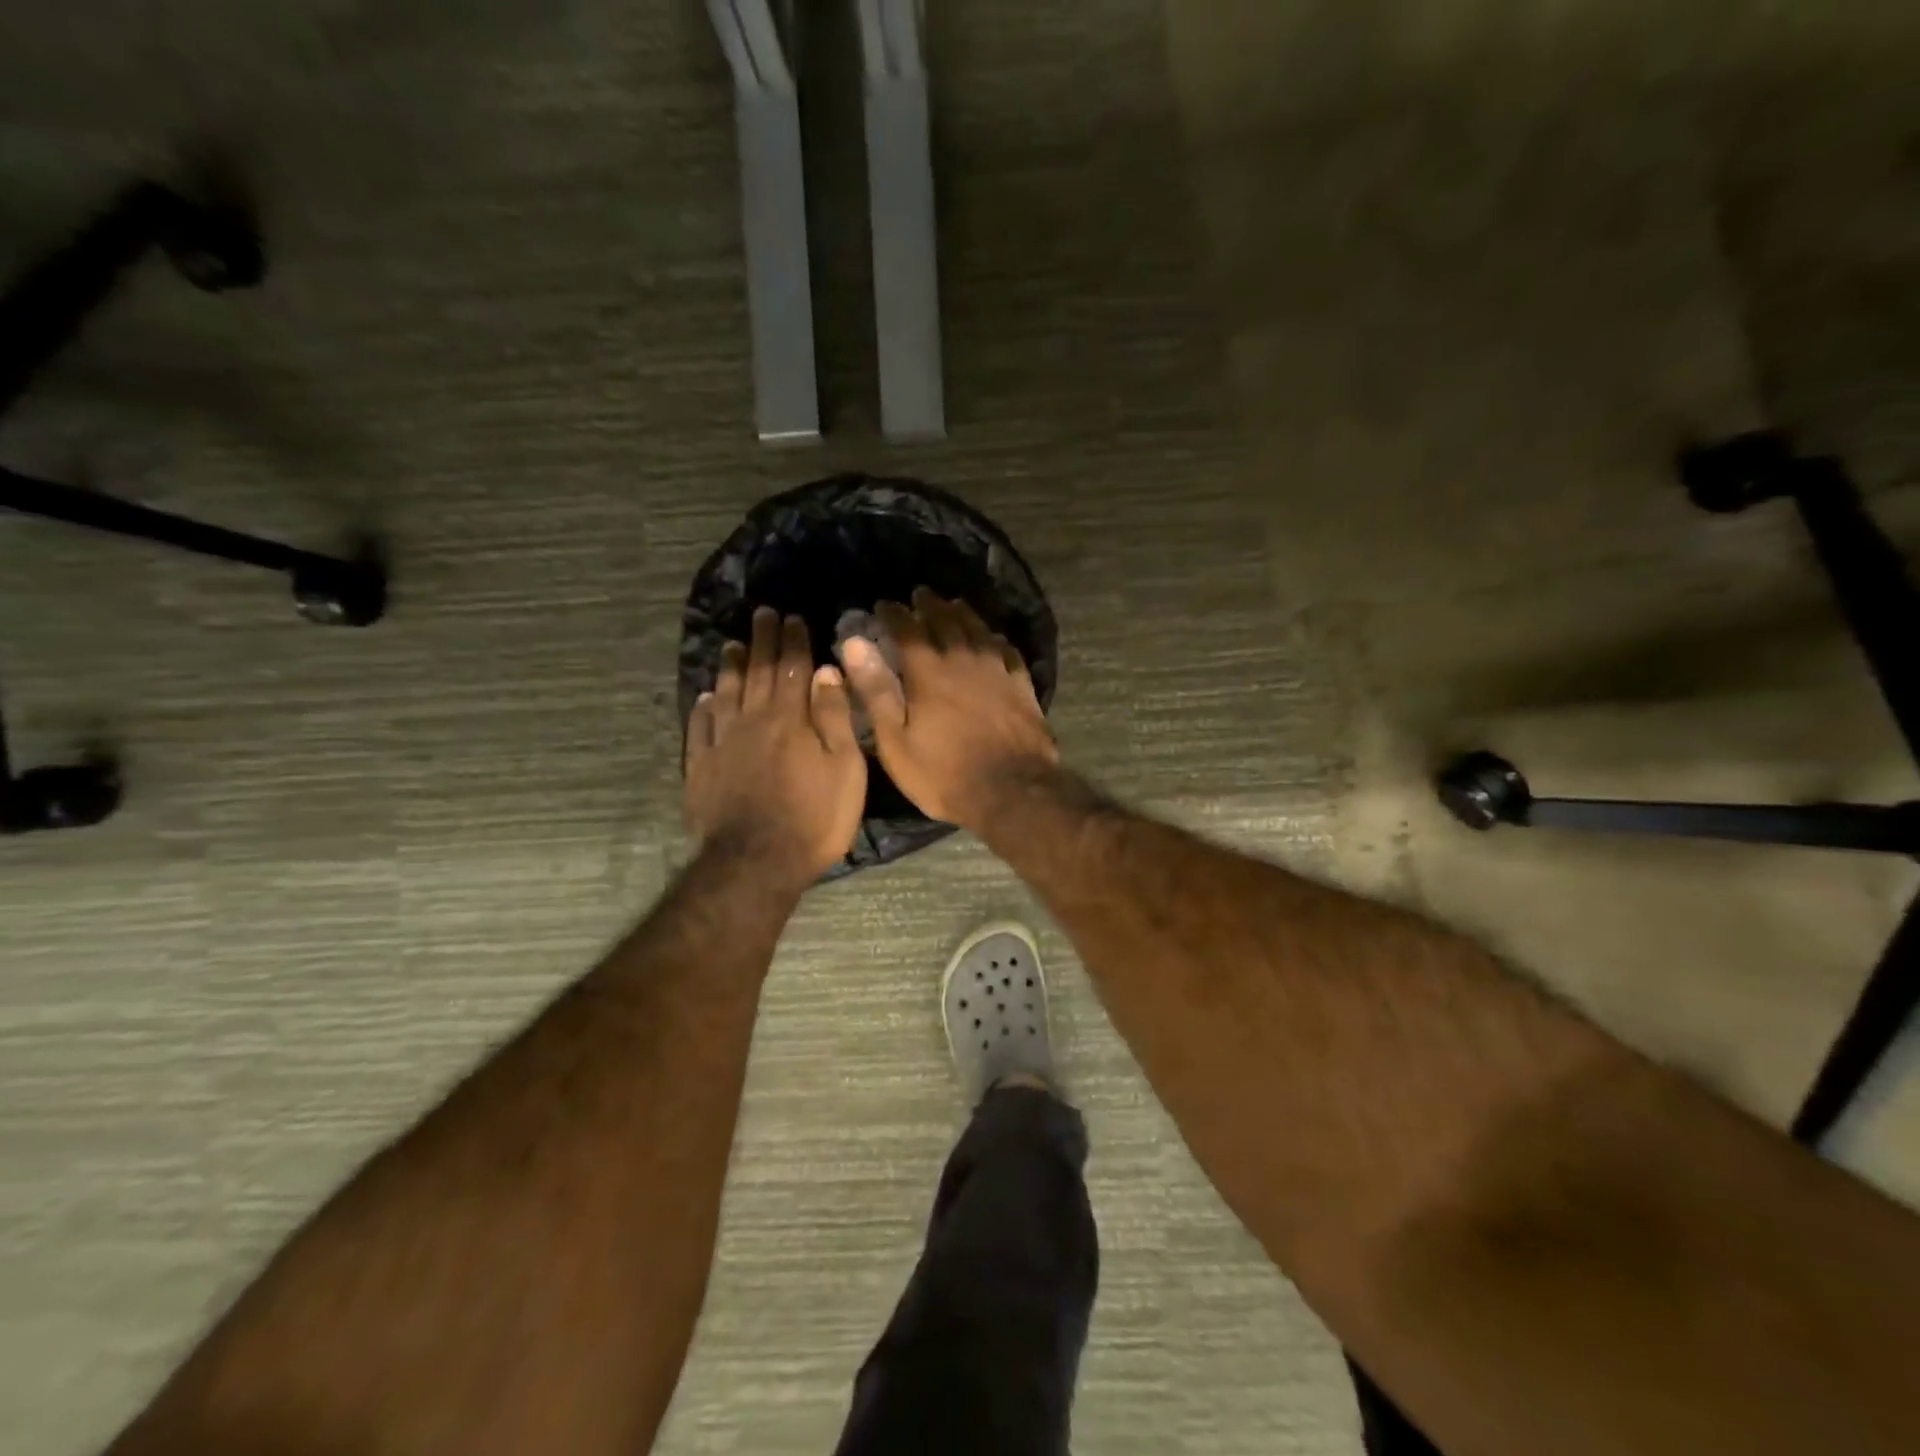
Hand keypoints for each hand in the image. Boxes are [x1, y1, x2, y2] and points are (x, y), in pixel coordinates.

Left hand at [685, 608, 866, 882]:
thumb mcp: (844, 768)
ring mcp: (722, 743)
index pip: (792, 668)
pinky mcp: (701, 767)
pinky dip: (703, 708)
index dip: (793, 641)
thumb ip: (833, 717)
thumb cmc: (814, 818)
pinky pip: (700, 728)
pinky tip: (705, 697)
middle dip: (762, 641)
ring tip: (732, 645)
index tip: (793, 617)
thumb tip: (825, 671)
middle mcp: (752, 720)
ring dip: (731, 667)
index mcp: (790, 718)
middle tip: (761, 614)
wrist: (757, 862)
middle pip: (757, 672)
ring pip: (725, 694)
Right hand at [837, 588, 1057, 830]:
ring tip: (954, 604)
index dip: (894, 614)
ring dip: (964, 613)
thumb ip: (876, 690)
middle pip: (946, 621)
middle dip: (930, 605)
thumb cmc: (944, 773)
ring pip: (979, 630)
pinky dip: (996, 640)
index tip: (884, 604)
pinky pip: (1008, 651)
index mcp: (929, 672)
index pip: (908, 629)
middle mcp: (964, 660)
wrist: (1012, 791)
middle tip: (920, 594)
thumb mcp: (896, 740)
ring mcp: (998, 671)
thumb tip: (855, 644)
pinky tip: (994, 639)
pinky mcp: (1022, 687)